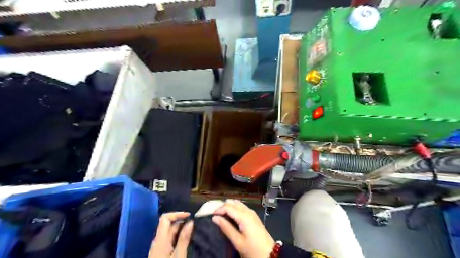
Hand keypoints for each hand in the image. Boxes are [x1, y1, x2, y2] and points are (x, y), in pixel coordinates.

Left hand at [149, 212, 192, 257]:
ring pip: (169, 231)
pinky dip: (178, 235)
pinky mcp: (161, 252)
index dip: (177, 213)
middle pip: (168, 224)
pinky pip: (170, 238)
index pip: (165, 218)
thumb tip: (190, 221)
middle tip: (194, 223)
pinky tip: (186, 239)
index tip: (190, 216)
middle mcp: (158, 240)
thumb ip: (184, 238)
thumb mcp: (178, 255)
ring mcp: (159, 246)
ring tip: (193, 230)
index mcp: (160, 239)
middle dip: (181, 220)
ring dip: (181, 228)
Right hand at [211, 200, 271, 257]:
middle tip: (215, 215)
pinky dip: (234, 208)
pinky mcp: (254, 215)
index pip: (228, 206)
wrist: (270, 253)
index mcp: (244, 216)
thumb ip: (226, 228)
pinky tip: (230, 215)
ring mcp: (252, 212)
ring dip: (228, 206)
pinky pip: (242, 207)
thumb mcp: (238, 241)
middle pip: (232, 202)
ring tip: (221, 215)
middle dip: (222, 206)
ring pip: (237, 203)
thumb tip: (215, 218)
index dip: (218, 209)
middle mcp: (248, 210)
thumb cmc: (253, 249)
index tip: (211, 216)